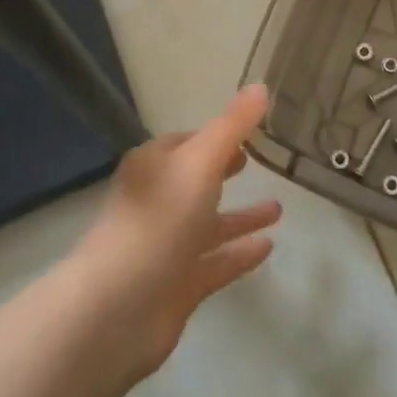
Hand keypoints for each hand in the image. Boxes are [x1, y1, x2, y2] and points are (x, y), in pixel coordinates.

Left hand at [72, 85, 282, 381]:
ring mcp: (167, 247)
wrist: (116, 310)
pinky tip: (268, 248)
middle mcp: (158, 203)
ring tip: (280, 209)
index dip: (217, 135)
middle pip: (197, 181)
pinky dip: (239, 254)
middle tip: (258, 161)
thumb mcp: (200, 161)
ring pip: (210, 225)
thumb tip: (260, 86)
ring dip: (241, 216)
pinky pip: (216, 262)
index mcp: (154, 167)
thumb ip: (232, 126)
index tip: (250, 130)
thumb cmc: (158, 220)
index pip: (188, 142)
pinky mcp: (178, 286)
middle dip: (226, 171)